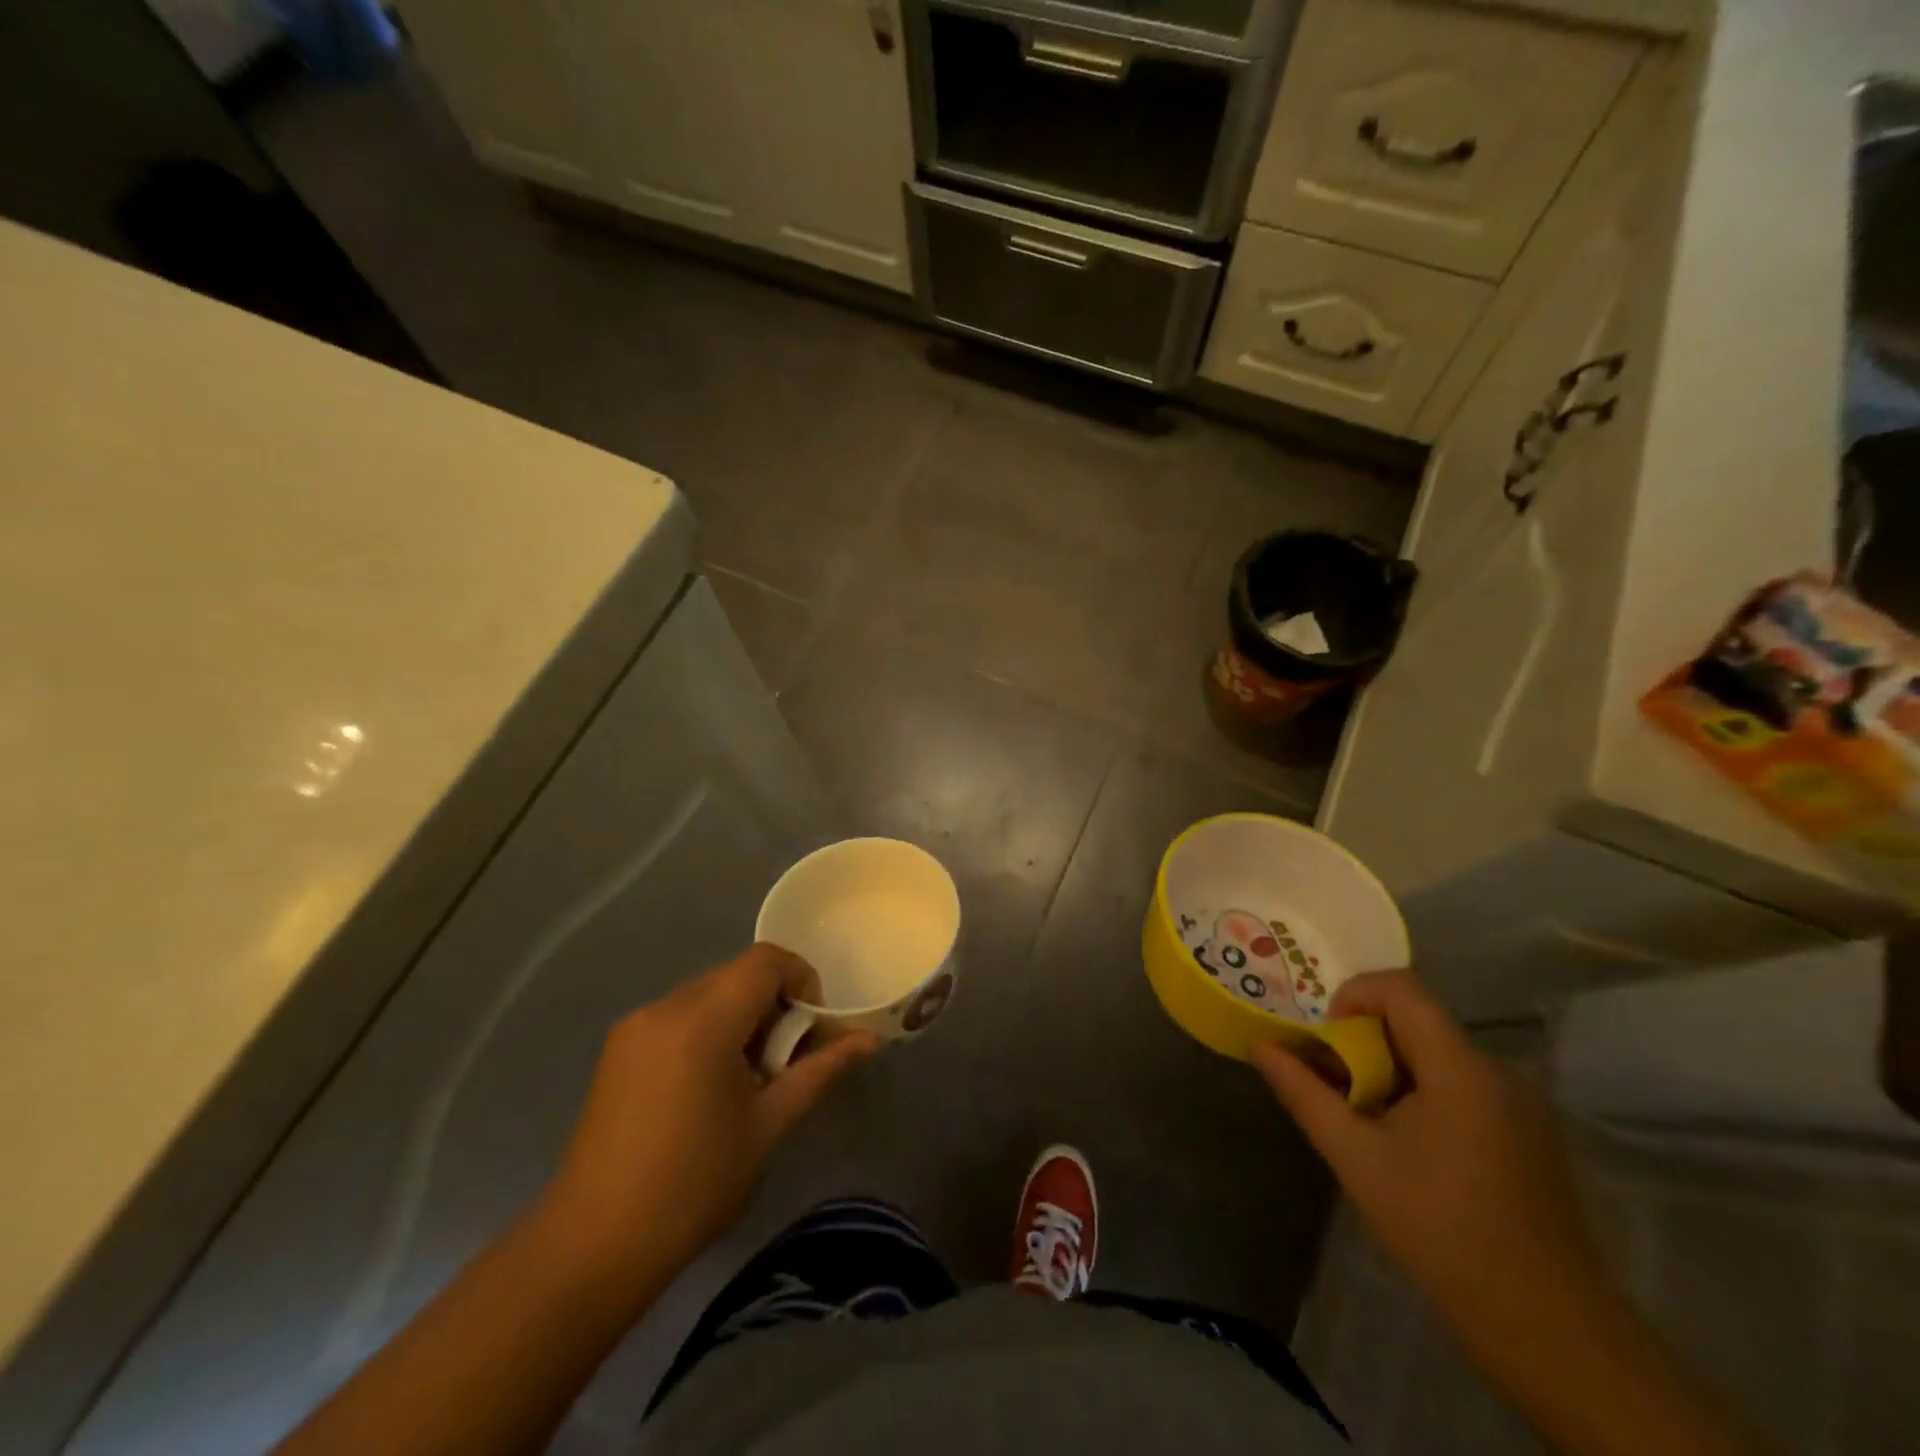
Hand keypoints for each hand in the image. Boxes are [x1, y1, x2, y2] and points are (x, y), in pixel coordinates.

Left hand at [537, 944, 874, 1294]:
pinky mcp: (618, 1048)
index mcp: (703, 1020)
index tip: (809, 1030)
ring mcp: (635, 1026)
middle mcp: (665, 1007)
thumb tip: (869, 1040)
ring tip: (745, 1081)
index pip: (766, 960)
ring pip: (708, 994)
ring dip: (740, 1019)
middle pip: (737, 975)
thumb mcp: (769, 1125)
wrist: (593, 1245)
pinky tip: (706, 1089)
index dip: (801, 980)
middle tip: (782, 1063)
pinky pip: (679, 1016)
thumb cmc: (694, 1184)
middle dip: (772, 1005)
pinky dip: (708, 1031)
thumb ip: (820, 1070)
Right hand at [1252, 971, 1607, 1354]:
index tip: (1329, 1042)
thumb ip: (1303, 1092)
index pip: (1400, 988)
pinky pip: (1460, 1083)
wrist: (1547, 1326)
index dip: (1353, 996)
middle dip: (1364, 1040)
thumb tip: (1260, 1045)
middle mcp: (1495, 1070)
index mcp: (1459, 1068)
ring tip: (1365, 1119)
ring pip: (1435, 1054)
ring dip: (1390, 1069)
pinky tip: (1408, 1145)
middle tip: (1334, 1083)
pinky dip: (1421, 1092)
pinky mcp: (1526, 1130)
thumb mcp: (1355, 1158)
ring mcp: (1518, 1101)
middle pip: (1415, 1020)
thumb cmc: (1440, 1230)